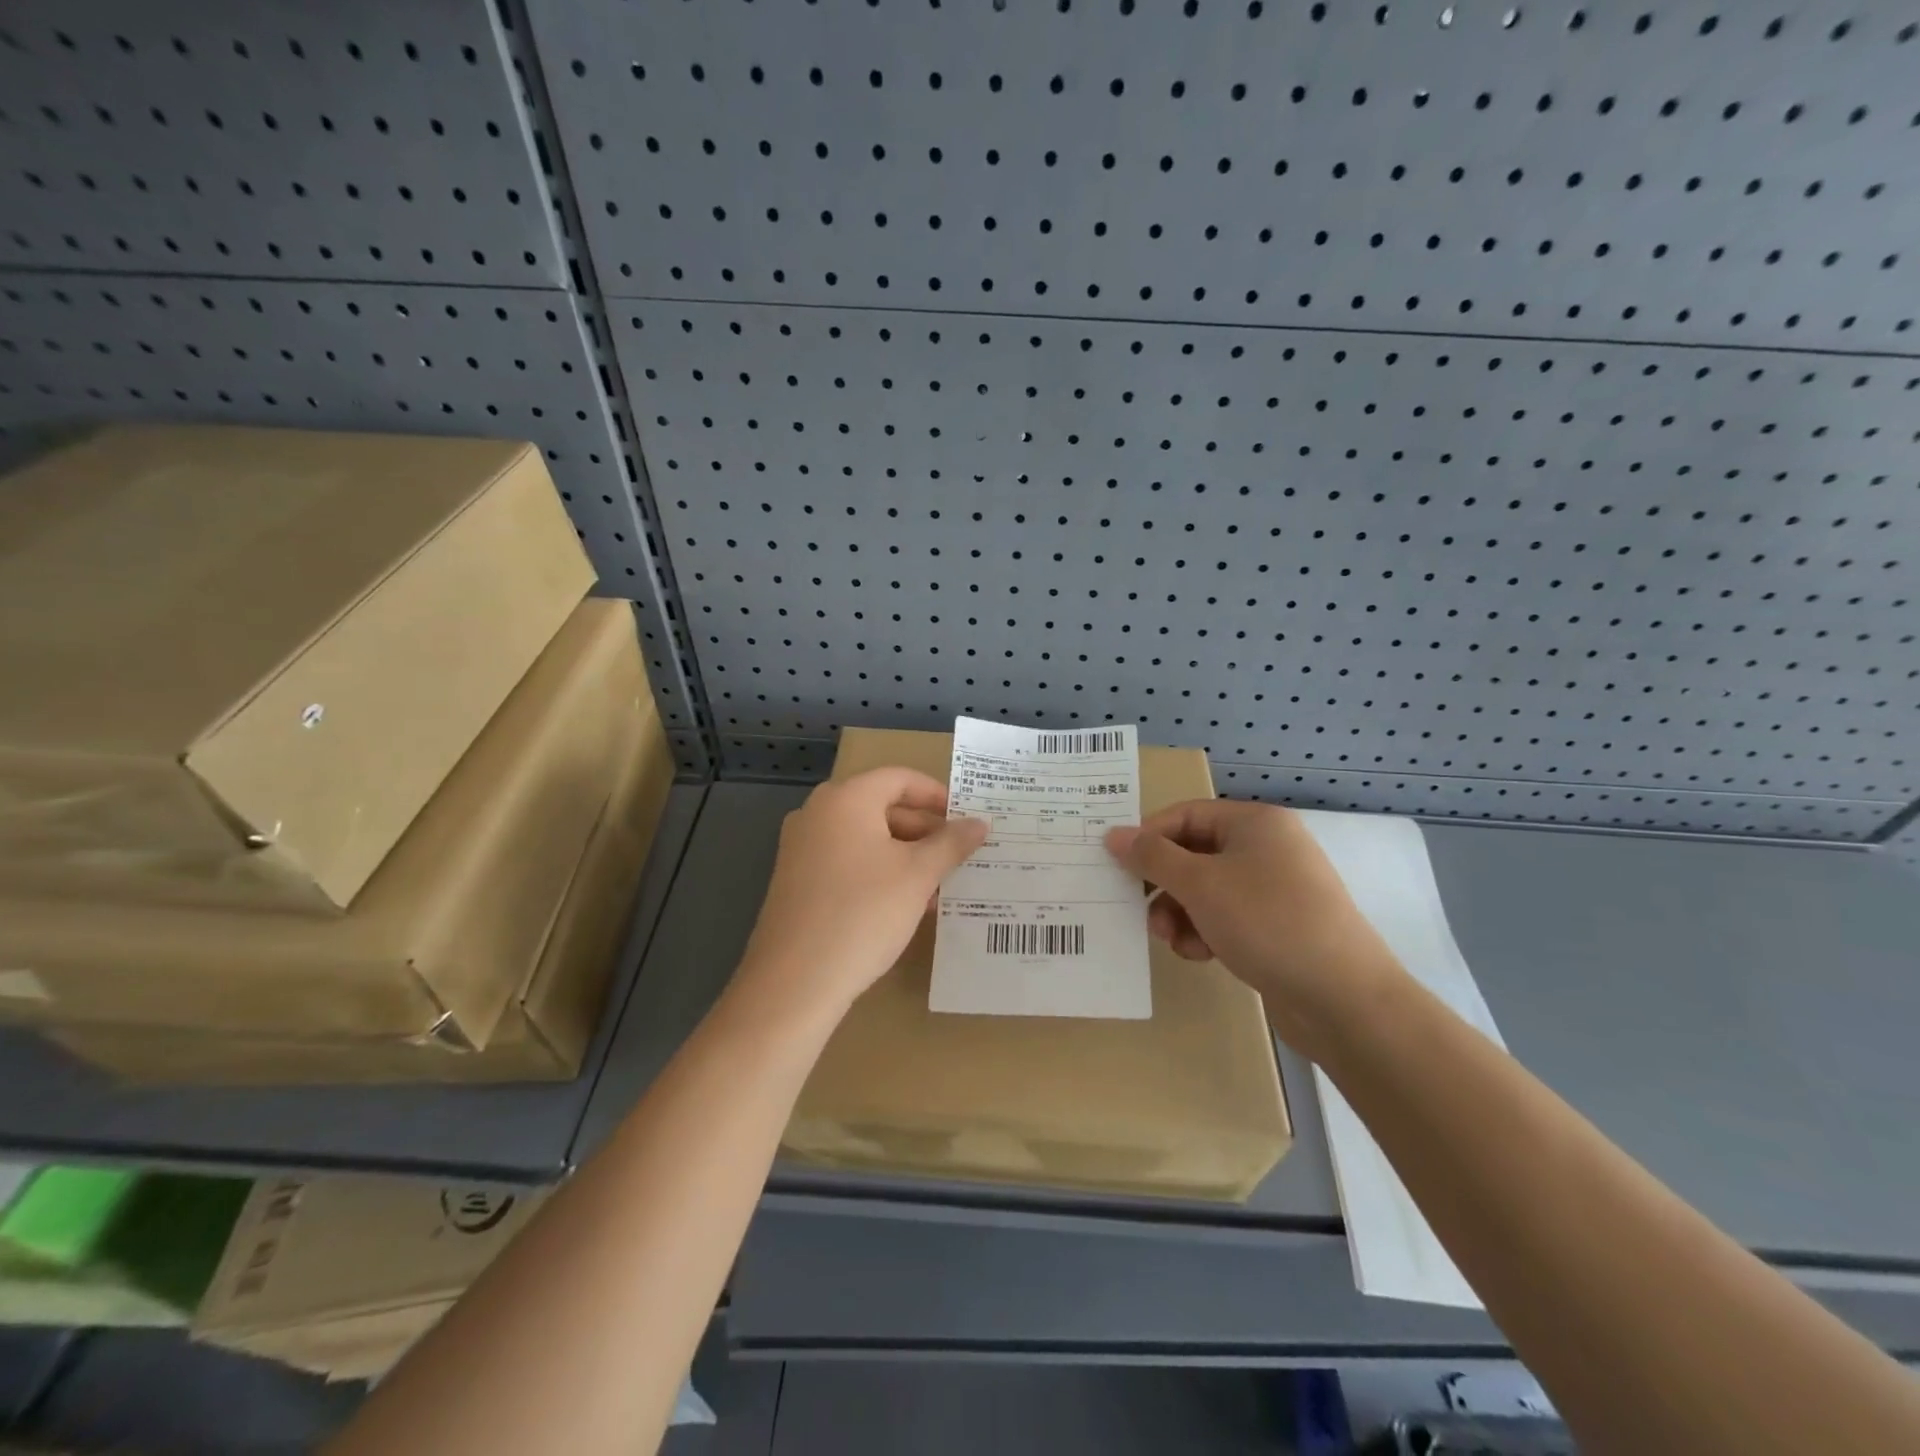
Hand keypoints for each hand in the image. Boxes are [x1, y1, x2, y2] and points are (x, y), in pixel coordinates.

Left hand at [734, 768, 988, 1025]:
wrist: (795, 981)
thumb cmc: (863, 913)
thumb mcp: (918, 876)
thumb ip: (951, 843)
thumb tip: (980, 823)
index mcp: (846, 799)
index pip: (900, 778)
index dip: (937, 795)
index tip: (966, 821)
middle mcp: (818, 813)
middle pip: (881, 806)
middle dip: (924, 830)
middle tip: (959, 856)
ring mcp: (802, 847)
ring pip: (866, 837)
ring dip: (905, 855)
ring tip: (940, 885)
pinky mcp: (797, 880)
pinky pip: (847, 861)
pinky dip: (879, 872)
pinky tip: (905, 904)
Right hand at [1105, 800, 1408, 1058]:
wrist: (1343, 999)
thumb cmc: (1267, 922)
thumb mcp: (1200, 885)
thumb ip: (1152, 857)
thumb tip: (1113, 834)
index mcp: (1255, 823)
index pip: (1185, 815)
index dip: (1149, 837)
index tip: (1118, 867)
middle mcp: (1267, 848)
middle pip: (1194, 853)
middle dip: (1164, 885)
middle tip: (1141, 910)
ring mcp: (1276, 888)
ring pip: (1206, 890)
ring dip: (1180, 913)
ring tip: (1173, 940)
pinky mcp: (1278, 925)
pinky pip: (1226, 916)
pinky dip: (1205, 931)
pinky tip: (1201, 954)